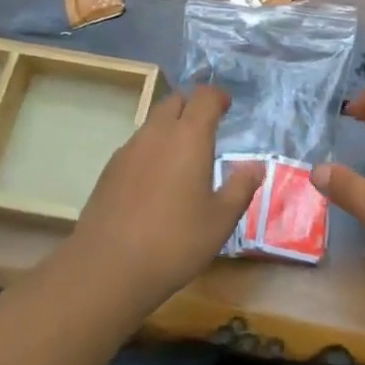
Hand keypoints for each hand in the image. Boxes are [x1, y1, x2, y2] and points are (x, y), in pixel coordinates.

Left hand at [63, 85, 263, 313]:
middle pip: (175, 101)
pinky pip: (137, 145)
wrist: (108, 267)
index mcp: (189, 137)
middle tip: (207, 128)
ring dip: (171, 127)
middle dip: (192, 106)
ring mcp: (129, 149)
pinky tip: (156, 180)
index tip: (227, 107)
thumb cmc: (175, 242)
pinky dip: (152, 149)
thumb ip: (240, 187)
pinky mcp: (110, 169)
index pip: (204, 97)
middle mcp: (157, 133)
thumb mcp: (220, 220)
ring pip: (153, 122)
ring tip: (183, 156)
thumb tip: (256, 166)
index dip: (218, 96)